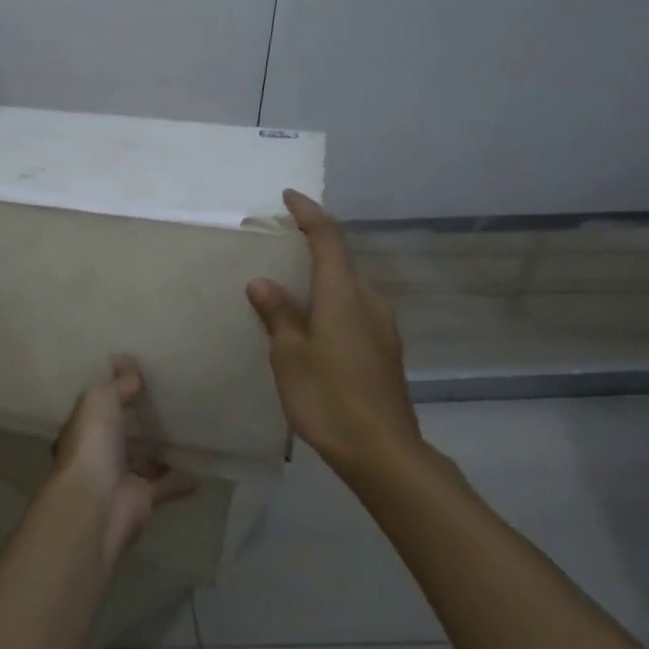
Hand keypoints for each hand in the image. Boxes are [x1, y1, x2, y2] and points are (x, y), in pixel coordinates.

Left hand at [49, 356, 194, 565]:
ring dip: (160, 451)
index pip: (98, 407)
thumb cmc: (93, 445)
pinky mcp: (141, 498)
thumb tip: (127, 361)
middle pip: (120, 434)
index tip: (136, 378)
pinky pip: (166, 485)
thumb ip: (118, 384)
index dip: (114, 393)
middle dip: (137, 423)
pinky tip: (202, 469)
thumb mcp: (100, 401)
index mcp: (82, 429)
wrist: (98, 504)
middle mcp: (98, 453)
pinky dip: (181, 479)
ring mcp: (120, 477)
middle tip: (167, 403)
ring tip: (186, 433)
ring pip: (143, 460)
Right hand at [247, 190, 427, 485]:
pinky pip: (353, 310)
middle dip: (312, 246)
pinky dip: (330, 302)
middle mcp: (369, 302)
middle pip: (340, 261)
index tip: (288, 197)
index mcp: (344, 296)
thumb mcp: (290, 356)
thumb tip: (263, 282)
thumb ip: (278, 315)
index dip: (309, 214)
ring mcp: (382, 327)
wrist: (383, 451)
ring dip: (321, 278)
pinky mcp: (384, 349)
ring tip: (288, 287)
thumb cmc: (329, 399)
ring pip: (348, 288)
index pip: (328, 239)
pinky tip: (311, 324)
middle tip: (278, 246)